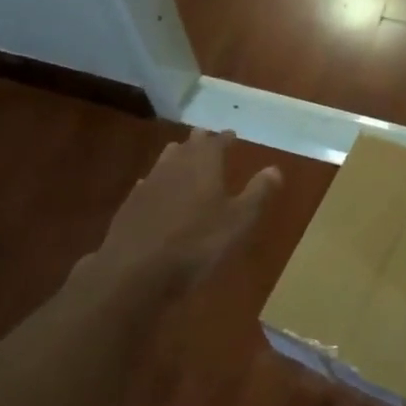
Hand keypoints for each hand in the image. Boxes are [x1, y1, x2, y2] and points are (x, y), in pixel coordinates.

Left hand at [97, 129, 281, 287]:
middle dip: (200, 141)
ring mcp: (149, 183)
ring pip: (165, 160)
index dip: (225, 138)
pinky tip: (157, 189)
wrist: (135, 270)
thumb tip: (275, 169)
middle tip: (208, 139)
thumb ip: (257, 193)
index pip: (216, 141)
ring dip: (177, 156)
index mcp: (203, 164)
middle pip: (188, 145)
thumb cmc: (196, 243)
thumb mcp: (238, 221)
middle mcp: (174, 165)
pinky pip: (148, 183)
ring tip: (184, 157)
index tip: (232, 134)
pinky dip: (158, 181)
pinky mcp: (130, 204)